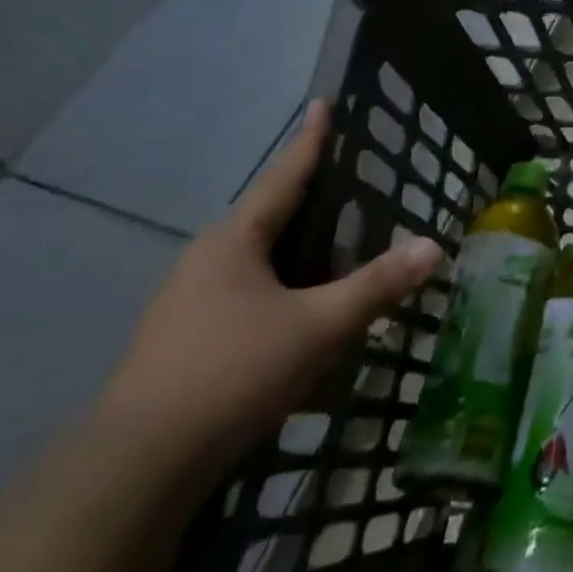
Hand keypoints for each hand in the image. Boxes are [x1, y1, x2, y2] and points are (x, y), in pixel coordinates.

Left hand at [98, 101, 440, 473]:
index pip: (284, 177)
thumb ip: (378, 285)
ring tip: (340, 262)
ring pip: (258, 264)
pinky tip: (304, 321)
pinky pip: (246, 297)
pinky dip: (282, 294)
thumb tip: (434, 245)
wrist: (138, 466)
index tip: (323, 104)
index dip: (310, 141)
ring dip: (299, 259)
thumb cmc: (234, 372)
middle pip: (271, 220)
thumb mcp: (320, 326)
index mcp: (234, 242)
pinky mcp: (183, 340)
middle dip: (312, 207)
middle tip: (356, 196)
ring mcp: (188, 302)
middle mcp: (206, 261)